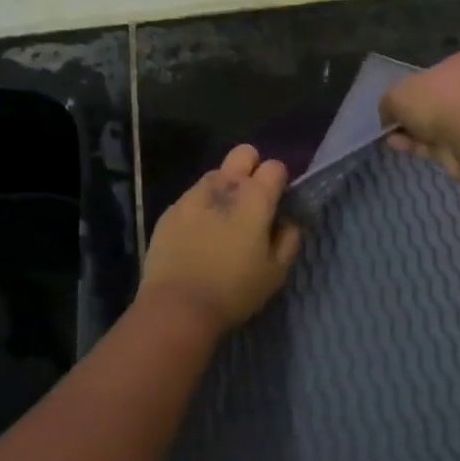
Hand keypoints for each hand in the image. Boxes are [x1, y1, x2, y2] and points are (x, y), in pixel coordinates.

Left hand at [140, 144, 301, 332]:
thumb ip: (289, 240)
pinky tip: (198, 236)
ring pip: (215, 174)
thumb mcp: (276, 273)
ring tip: (223, 221)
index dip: (280, 181)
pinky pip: (192, 198)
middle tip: (252, 200)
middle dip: (251, 167)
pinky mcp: (170, 210)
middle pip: (243, 154)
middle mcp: (224, 186)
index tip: (278, 202)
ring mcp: (193, 195)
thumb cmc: (234, 290)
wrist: (177, 306)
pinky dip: (200, 208)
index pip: (275, 166)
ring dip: (224, 188)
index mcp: (255, 197)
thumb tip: (287, 222)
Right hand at [380, 50, 459, 178]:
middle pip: (439, 100)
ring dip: (416, 133)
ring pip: (442, 125)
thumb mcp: (398, 93)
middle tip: (393, 125)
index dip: (412, 88)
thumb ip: (389, 102)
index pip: (435, 72)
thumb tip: (389, 116)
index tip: (396, 105)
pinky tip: (404, 149)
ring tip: (392, 140)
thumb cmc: (439, 101)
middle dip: (414, 114)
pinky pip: (446, 144)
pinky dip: (425, 147)